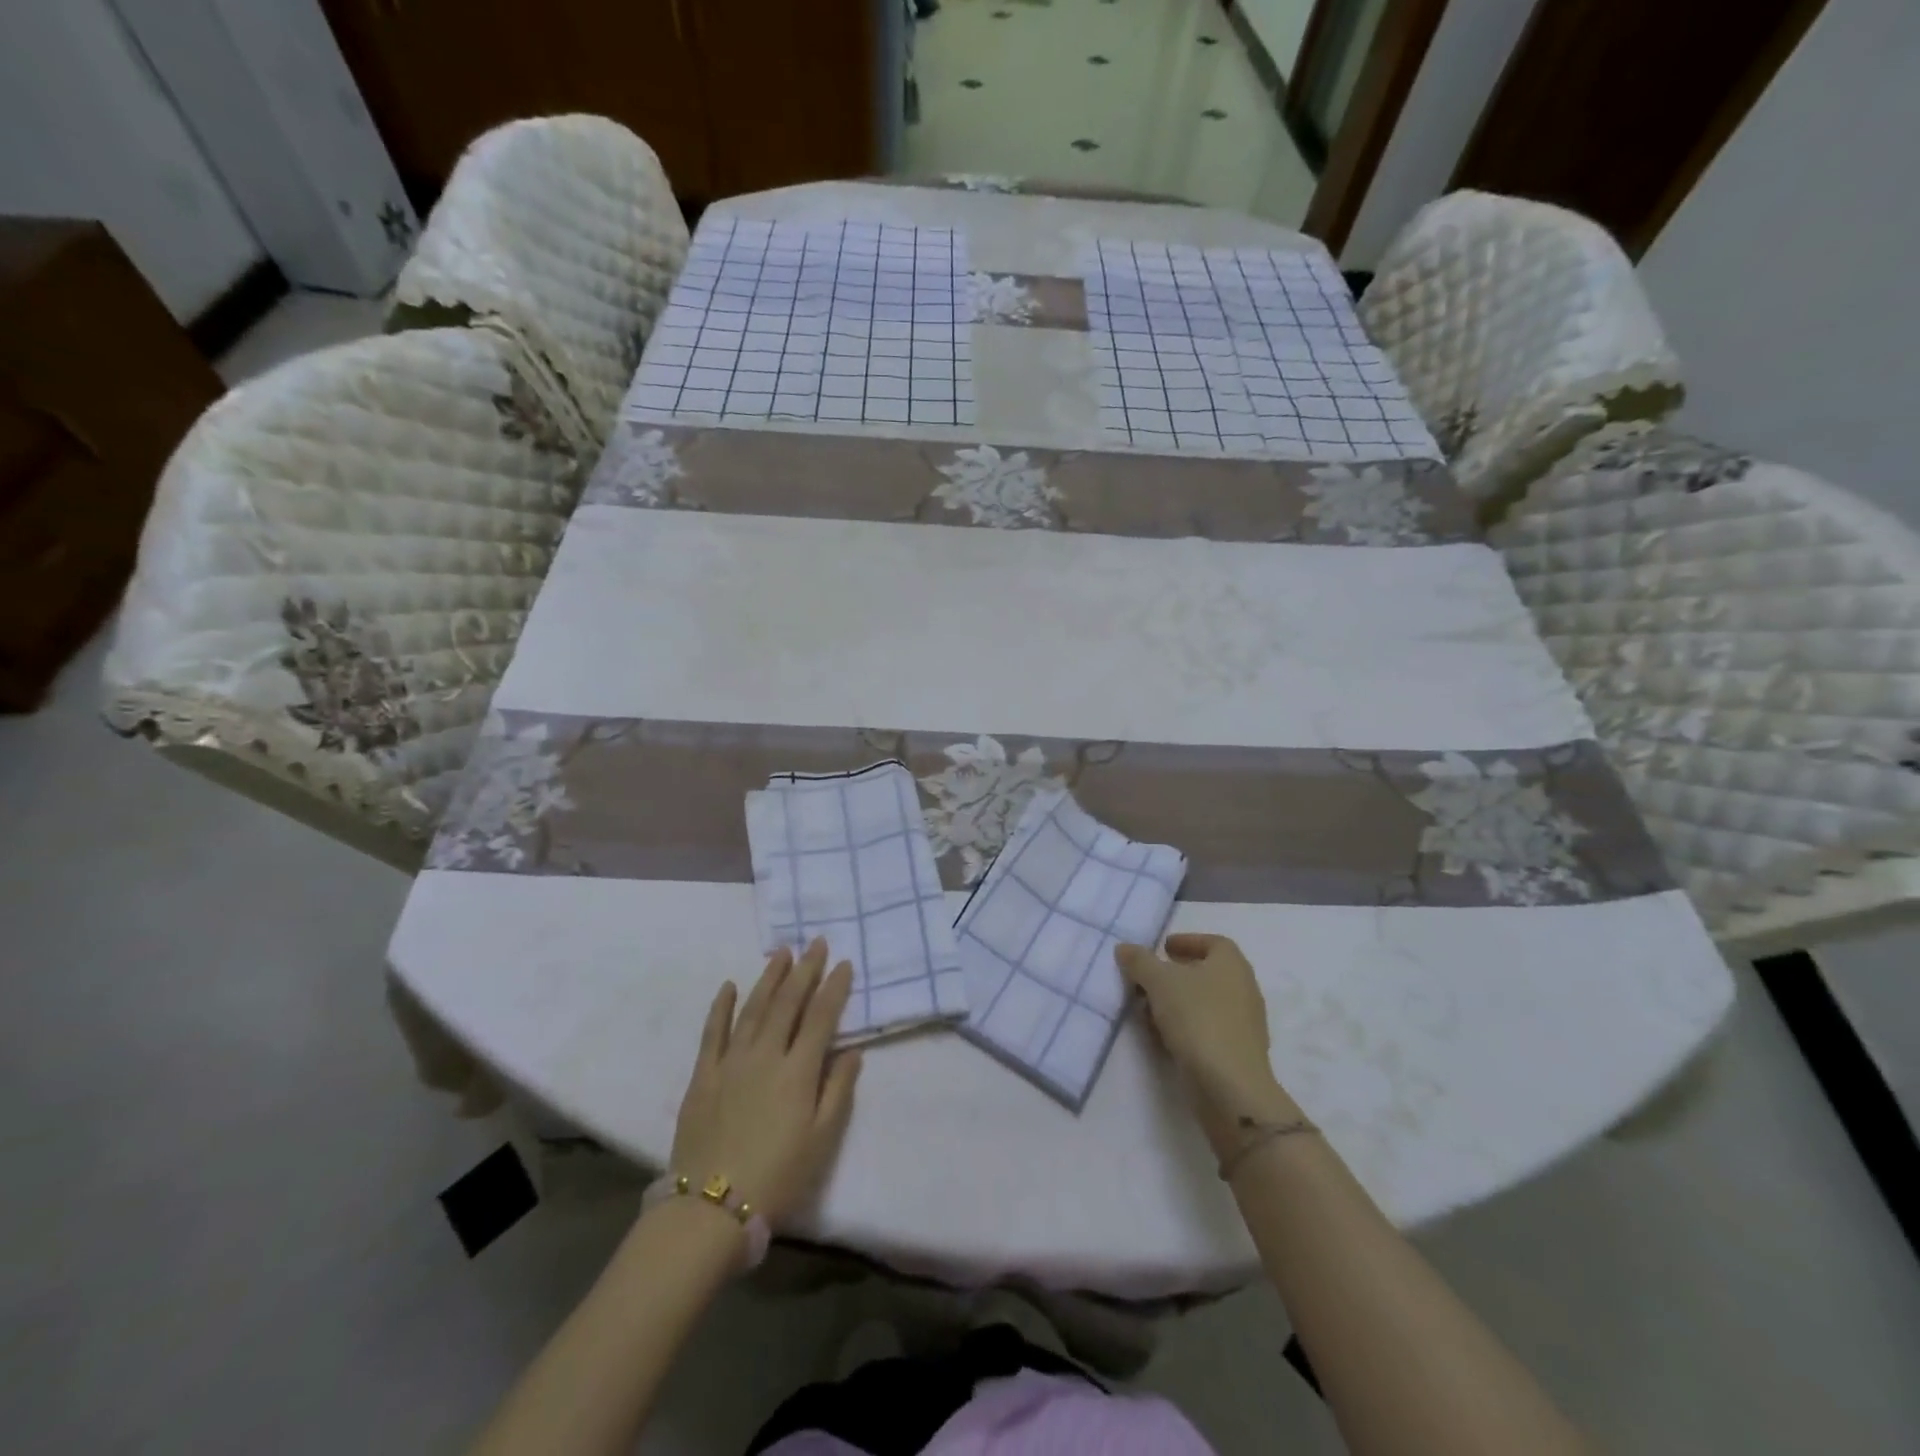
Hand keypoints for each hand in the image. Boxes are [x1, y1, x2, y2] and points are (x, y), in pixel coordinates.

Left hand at [669, 939, 861, 1227]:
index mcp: (798, 1070)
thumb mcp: (822, 1139)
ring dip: (769, 978)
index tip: (844, 963)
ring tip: (781, 953)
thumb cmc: (778, 1176)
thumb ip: (838, 1090)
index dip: (834, 988)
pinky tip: (728, 986)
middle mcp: (765, 1054)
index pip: (820, 1017)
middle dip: (804, 970)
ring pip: (753, 1008)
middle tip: (815, 943)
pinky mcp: (703, 1075)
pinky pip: (712, 1032)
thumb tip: (852, 1050)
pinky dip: (721, 1006)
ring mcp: (730, 1061)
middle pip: (788, 1002)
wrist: (710, 1208)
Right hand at [1117, 933, 1300, 1158]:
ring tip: (1147, 1008)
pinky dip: (1184, 1026)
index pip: (1213, 942)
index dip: (1187, 941)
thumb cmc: (1197, 1019)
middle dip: (1175, 974)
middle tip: (1148, 978)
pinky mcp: (1237, 1052)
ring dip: (1176, 1002)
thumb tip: (1124, 948)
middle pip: (1207, 973)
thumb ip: (1140, 961)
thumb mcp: (1159, 982)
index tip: (1163, 948)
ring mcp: (1243, 1023)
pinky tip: (1162, 1036)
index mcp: (1231, 964)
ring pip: (1204, 1002)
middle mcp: (1243, 988)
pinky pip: (1207, 1028)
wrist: (1230, 1086)